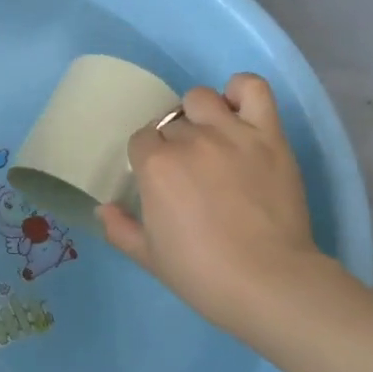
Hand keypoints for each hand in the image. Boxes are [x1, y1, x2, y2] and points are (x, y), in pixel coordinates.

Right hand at [98, 74, 348, 339]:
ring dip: (199, 114)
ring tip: (210, 138)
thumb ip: (120, 229)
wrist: (269, 283)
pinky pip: (251, 88)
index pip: (142, 139)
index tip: (161, 180)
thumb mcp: (149, 258)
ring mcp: (231, 133)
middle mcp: (189, 139)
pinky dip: (240, 91)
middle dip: (174, 143)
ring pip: (201, 98)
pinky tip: (237, 110)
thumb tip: (103, 209)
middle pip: (171, 123)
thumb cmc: (202, 273)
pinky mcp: (268, 136)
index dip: (149, 158)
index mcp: (155, 165)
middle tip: (190, 172)